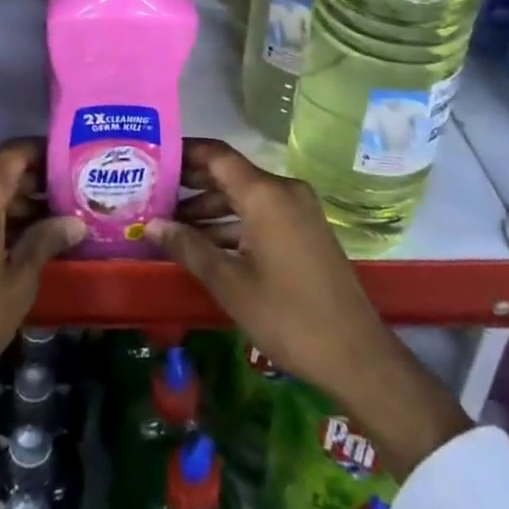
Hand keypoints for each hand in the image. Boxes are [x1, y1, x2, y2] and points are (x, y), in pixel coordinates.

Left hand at [0, 141, 82, 471]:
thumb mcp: (19, 280)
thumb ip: (45, 240)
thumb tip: (75, 221)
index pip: (17, 154)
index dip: (45, 154)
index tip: (70, 162)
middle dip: (31, 184)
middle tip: (67, 199)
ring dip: (10, 203)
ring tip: (48, 222)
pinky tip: (16, 238)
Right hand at [148, 140, 469, 479]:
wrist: (357, 356)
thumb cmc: (287, 315)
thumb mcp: (229, 282)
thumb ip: (187, 247)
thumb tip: (151, 224)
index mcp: (264, 193)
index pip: (215, 154)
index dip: (183, 151)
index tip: (152, 156)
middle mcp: (283, 190)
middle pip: (228, 173)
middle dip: (190, 183)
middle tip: (151, 192)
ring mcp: (298, 210)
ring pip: (243, 196)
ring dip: (209, 208)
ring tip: (169, 224)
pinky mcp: (305, 231)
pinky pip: (260, 213)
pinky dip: (232, 223)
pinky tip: (204, 244)